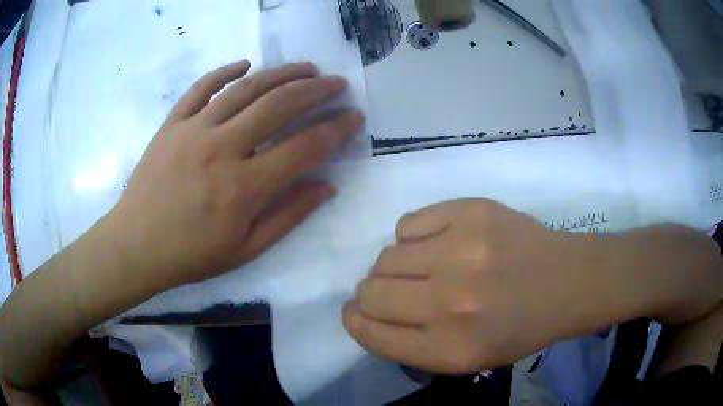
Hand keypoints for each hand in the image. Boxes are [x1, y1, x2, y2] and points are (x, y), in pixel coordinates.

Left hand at [110, 61, 364, 289]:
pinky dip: (225, 72)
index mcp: (244, 187)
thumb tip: (327, 186)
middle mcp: (222, 148)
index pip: (304, 147)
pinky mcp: (172, 124)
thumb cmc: (191, 255)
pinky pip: (201, 88)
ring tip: (306, 68)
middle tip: (337, 83)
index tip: (355, 117)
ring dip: (281, 73)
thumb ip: (289, 215)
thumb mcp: (246, 249)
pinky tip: (245, 65)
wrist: (136, 245)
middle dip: (316, 90)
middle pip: (279, 105)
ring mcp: (193, 130)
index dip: (336, 129)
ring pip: (246, 88)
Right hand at [343, 199, 600, 373]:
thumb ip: (410, 344)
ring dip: (397, 266)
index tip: (359, 312)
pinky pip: (408, 224)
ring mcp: (461, 251)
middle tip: (397, 290)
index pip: (370, 333)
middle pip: (370, 291)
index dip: (357, 320)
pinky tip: (440, 242)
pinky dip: (414, 237)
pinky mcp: (470, 212)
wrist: (565, 281)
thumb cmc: (517, 328)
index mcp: (449, 350)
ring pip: (386, 255)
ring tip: (427, 266)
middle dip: (373, 293)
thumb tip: (367, 312)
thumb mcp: (464, 360)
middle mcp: (450, 303)